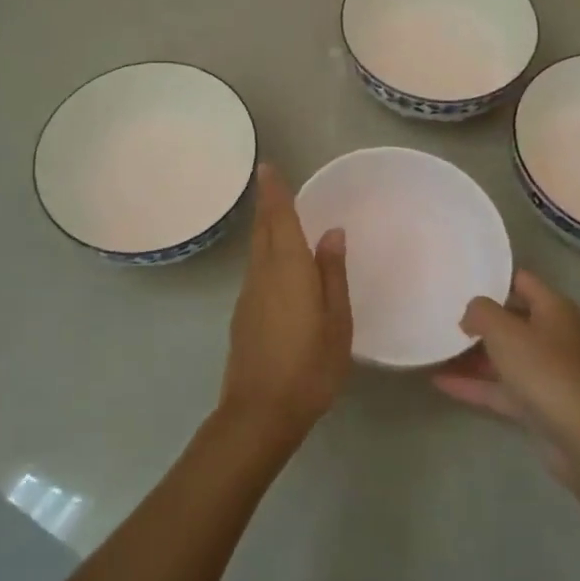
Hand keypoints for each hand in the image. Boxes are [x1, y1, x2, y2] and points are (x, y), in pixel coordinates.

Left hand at [221, 164, 353, 445]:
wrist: (259, 413)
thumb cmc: (309, 366)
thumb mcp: (336, 321)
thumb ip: (332, 274)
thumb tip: (331, 232)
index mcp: (288, 270)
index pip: (279, 219)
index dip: (274, 192)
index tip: (266, 167)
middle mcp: (262, 274)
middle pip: (262, 231)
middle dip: (267, 206)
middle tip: (274, 185)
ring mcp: (248, 296)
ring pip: (257, 251)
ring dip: (266, 229)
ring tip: (282, 219)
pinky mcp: (242, 315)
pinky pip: (257, 271)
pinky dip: (266, 255)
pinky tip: (280, 267)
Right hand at [433, 271, 579, 478]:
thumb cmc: (545, 370)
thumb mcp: (506, 331)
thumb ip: (481, 312)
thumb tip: (470, 315)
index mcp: (553, 309)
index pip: (521, 280)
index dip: (492, 276)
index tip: (460, 276)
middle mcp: (552, 336)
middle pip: (510, 320)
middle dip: (478, 319)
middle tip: (442, 313)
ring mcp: (546, 372)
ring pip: (503, 356)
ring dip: (471, 355)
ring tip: (434, 348)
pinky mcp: (538, 403)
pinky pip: (500, 387)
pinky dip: (474, 384)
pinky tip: (440, 382)